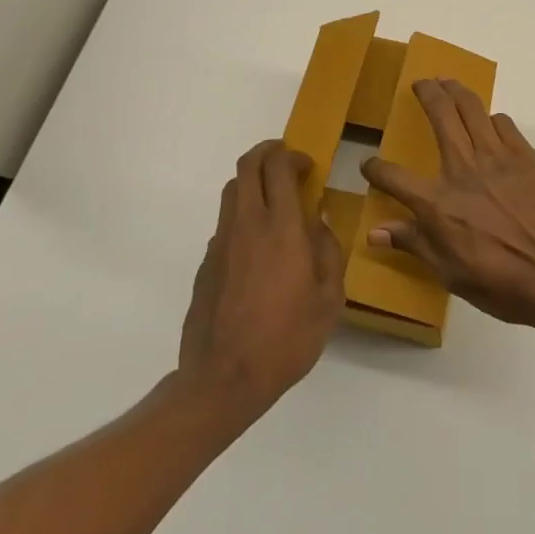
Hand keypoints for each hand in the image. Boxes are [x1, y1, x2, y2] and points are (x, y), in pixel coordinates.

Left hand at [179, 140, 345, 418]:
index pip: (277, 166)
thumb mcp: (328, 298)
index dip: (292, 155)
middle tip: (288, 167)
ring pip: (231, 192)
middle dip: (267, 154)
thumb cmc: (286, 338)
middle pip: (247, 166)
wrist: (223, 379)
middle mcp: (246, 225)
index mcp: (280, 228)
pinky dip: (242, 219)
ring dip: (253, 184)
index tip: (308, 166)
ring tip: (274, 205)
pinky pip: (225, 225)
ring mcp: (220, 243)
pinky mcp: (206, 264)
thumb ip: (327, 251)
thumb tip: (318, 221)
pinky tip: (258, 251)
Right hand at [361, 80, 534, 328]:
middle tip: (421, 83)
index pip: (394, 176)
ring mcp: (498, 157)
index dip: (376, 168)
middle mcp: (463, 170)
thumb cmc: (504, 284)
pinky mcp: (527, 156)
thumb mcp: (451, 274)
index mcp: (438, 204)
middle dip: (427, 93)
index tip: (368, 164)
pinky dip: (493, 118)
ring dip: (457, 91)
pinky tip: (491, 122)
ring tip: (450, 83)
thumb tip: (375, 232)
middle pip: (440, 116)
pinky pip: (505, 124)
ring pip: (472, 109)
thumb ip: (414, 245)